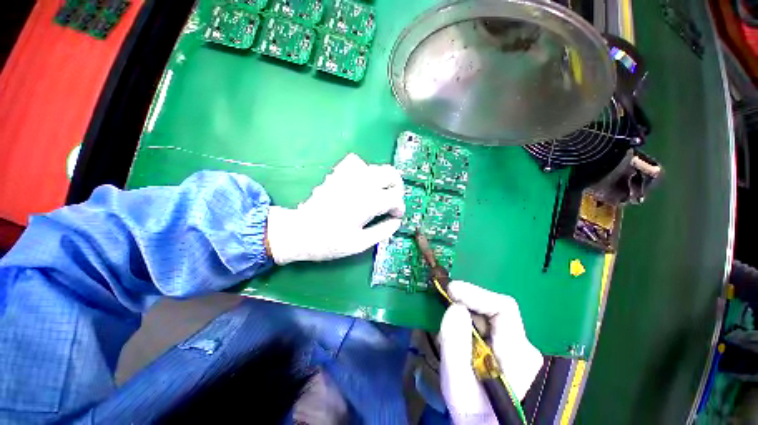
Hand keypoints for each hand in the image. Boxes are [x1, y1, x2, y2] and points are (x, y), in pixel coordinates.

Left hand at [266, 153, 404, 264]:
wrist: (299, 232)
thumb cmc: (330, 242)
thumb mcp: (360, 244)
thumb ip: (383, 231)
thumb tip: (397, 222)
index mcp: (368, 202)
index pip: (395, 198)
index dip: (399, 208)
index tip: (395, 216)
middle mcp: (361, 184)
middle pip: (391, 174)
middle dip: (396, 187)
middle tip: (392, 201)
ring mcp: (348, 176)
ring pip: (377, 167)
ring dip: (383, 180)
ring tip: (379, 194)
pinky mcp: (338, 174)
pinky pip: (357, 163)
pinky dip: (365, 171)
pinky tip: (361, 184)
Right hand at [439, 281, 542, 424]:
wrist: (482, 424)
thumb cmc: (471, 410)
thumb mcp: (457, 382)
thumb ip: (455, 344)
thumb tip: (455, 307)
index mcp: (518, 353)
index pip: (503, 308)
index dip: (475, 294)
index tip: (450, 290)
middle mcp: (522, 345)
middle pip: (494, 308)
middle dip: (467, 302)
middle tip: (443, 300)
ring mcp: (515, 345)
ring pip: (487, 314)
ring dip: (465, 310)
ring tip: (447, 318)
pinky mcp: (505, 346)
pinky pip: (485, 322)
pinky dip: (467, 319)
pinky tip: (456, 329)